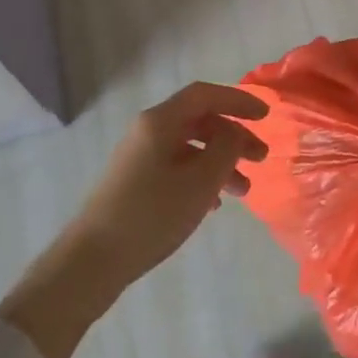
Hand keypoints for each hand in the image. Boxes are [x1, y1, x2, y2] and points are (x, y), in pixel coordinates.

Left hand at [0, 82, 269, 357]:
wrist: (91, 262)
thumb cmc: (151, 215)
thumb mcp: (200, 181)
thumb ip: (226, 149)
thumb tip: (235, 134)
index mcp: (160, 122)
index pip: (205, 95)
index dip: (238, 101)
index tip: (266, 116)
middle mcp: (148, 132)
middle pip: (200, 121)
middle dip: (234, 137)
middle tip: (261, 158)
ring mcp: (139, 158)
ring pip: (191, 147)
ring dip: (221, 162)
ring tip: (244, 191)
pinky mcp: (135, 183)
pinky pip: (177, 167)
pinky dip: (201, 178)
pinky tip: (214, 204)